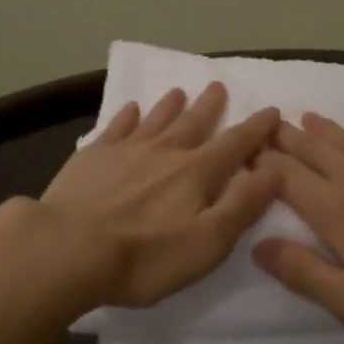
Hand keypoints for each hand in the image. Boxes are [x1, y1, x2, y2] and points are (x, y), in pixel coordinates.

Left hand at [40, 82, 281, 309]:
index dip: (256, 129)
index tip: (272, 110)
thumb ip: (242, 204)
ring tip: (179, 91)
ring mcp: (125, 150)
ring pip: (155, 120)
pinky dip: (127, 116)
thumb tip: (275, 168)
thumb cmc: (145, 257)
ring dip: (170, 106)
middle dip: (210, 106)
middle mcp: (164, 152)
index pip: (234, 144)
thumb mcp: (208, 242)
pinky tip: (131, 109)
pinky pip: (116, 127)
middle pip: (193, 123)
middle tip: (218, 86)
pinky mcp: (92, 157)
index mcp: (196, 172)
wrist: (68, 249)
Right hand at [253, 114, 343, 343]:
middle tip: (263, 124)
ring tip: (303, 118)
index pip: (285, 174)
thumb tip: (258, 245)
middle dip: (284, 136)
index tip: (241, 152)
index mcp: (334, 208)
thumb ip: (303, 272)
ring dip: (319, 128)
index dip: (260, 162)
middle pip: (311, 147)